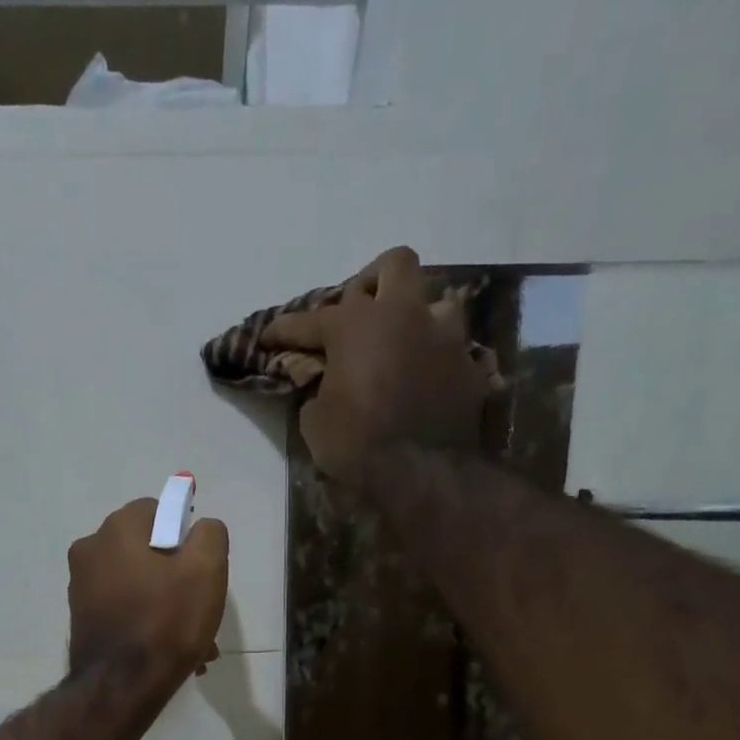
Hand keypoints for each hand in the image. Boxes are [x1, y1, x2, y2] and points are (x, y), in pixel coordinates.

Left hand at [67, 498, 228, 688]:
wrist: (122, 687)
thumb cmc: (167, 622)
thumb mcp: (206, 570)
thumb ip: (209, 534)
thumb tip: (201, 528)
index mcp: (117, 529)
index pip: (159, 511)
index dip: (185, 537)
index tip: (199, 569)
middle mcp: (90, 550)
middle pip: (147, 551)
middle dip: (177, 578)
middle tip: (200, 611)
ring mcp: (81, 587)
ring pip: (138, 585)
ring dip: (166, 607)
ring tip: (192, 643)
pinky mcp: (82, 619)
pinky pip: (124, 610)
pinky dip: (146, 623)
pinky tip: (166, 653)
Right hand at [260, 246, 497, 488]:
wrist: (420, 474)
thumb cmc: (356, 445)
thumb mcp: (316, 421)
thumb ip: (318, 389)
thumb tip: (324, 383)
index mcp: (357, 325)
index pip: (312, 318)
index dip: (285, 329)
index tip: (268, 336)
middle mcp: (405, 315)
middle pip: (396, 265)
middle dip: (373, 283)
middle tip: (360, 311)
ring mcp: (445, 338)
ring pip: (437, 303)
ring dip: (418, 319)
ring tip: (404, 345)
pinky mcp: (471, 367)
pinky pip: (456, 352)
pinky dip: (438, 362)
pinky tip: (428, 381)